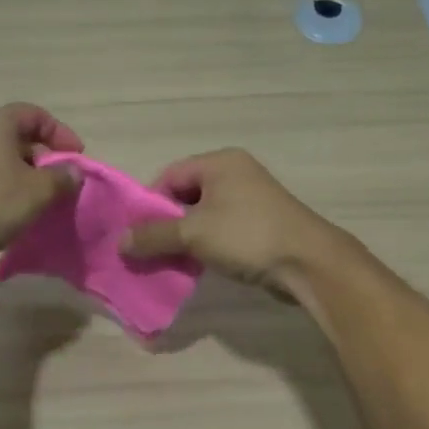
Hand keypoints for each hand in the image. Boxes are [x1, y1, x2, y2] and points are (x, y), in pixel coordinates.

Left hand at [0, 104, 83, 270]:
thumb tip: (73, 172)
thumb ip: (61, 178)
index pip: (36, 115)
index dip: (60, 133)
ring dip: (25, 178)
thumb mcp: (37, 191)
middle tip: (60, 182)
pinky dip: (5, 190)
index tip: (76, 157)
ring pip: (2, 161)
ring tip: (40, 201)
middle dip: (43, 159)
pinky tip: (14, 213)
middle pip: (18, 138)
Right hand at [120, 149, 344, 293]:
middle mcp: (235, 173)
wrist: (308, 263)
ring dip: (184, 237)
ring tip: (169, 260)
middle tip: (148, 249)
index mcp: (220, 163)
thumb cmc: (247, 236)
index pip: (169, 175)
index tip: (137, 232)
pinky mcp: (259, 224)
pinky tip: (195, 265)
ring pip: (202, 214)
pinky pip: (220, 229)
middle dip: (164, 223)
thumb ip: (154, 236)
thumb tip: (120, 242)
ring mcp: (250, 199)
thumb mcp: (193, 234)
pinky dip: (205, 244)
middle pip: (185, 195)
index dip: (149, 203)